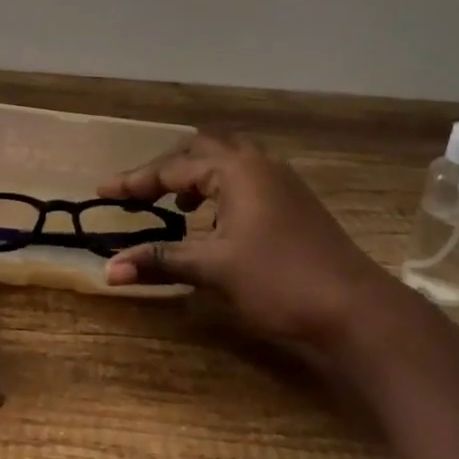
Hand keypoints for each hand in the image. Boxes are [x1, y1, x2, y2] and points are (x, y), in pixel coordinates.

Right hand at [99, 132, 408, 359]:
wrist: (356, 309)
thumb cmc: (279, 279)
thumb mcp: (214, 268)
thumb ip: (160, 262)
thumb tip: (108, 270)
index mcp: (236, 169)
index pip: (172, 169)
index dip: (135, 181)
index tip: (102, 192)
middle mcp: (259, 164)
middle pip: (203, 150)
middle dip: (168, 169)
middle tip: (142, 194)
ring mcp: (282, 181)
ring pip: (229, 162)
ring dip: (198, 177)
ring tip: (177, 206)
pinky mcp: (295, 202)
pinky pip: (247, 179)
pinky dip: (221, 190)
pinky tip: (216, 221)